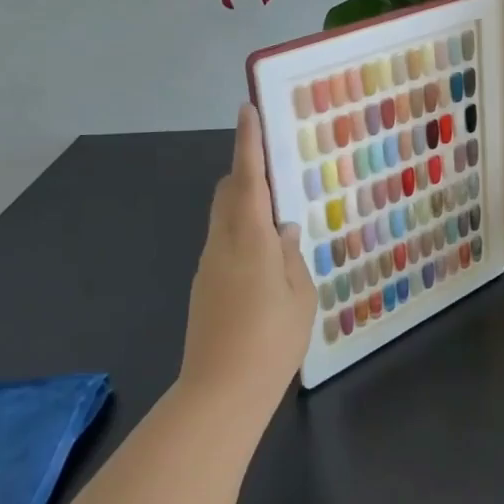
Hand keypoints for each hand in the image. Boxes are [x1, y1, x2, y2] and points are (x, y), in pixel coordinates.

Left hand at [181, 103, 315, 414]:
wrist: (220, 394)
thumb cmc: (271, 341)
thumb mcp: (299, 296)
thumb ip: (291, 256)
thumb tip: (285, 230)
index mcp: (249, 240)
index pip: (247, 179)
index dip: (248, 143)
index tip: (247, 109)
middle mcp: (222, 244)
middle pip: (227, 193)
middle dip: (245, 171)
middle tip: (275, 165)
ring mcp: (208, 266)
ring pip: (224, 218)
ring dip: (245, 204)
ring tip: (279, 214)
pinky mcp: (204, 287)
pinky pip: (225, 243)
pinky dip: (243, 233)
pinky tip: (266, 257)